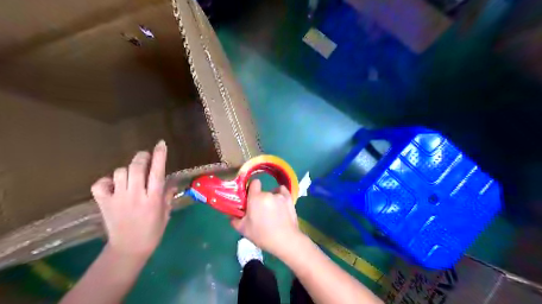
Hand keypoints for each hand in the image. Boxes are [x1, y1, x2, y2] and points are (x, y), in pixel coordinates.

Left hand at [90, 140, 174, 257]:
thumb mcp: (166, 213)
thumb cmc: (153, 231)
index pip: (157, 172)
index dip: (159, 156)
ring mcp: (118, 199)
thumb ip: (167, 196)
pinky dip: (106, 181)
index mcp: (153, 199)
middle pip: (136, 167)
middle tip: (145, 156)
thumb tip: (172, 181)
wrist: (128, 249)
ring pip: (120, 173)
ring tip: (131, 174)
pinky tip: (113, 184)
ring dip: (127, 169)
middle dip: (141, 157)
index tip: (161, 144)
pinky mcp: (104, 204)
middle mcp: (135, 195)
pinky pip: (100, 185)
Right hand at [230, 181, 299, 255]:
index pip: (254, 183)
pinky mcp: (290, 199)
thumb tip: (230, 215)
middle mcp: (268, 194)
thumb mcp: (244, 230)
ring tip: (272, 212)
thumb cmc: (262, 235)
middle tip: (260, 211)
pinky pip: (283, 191)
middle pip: (262, 192)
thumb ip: (235, 220)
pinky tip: (280, 203)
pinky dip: (281, 195)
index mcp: (255, 198)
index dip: (252, 189)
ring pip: (272, 193)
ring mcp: (280, 195)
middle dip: (260, 199)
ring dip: (270, 199)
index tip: (250, 198)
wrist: (285, 240)